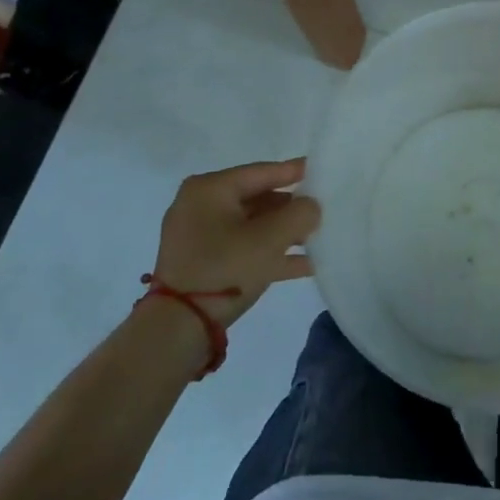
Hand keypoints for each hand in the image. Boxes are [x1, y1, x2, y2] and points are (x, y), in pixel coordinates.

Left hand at [152, 158, 320, 328]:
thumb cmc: (225, 268)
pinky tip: (304, 264)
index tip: (321, 170)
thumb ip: (300, 214)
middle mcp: (200, 206)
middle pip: (257, 199)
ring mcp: (198, 237)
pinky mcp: (200, 264)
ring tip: (317, 238)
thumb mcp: (271, 238)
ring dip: (283, 233)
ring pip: (251, 226)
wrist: (178, 329)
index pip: (261, 172)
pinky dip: (269, 254)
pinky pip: (242, 249)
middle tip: (322, 210)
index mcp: (210, 189)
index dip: (294, 171)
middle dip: (290, 208)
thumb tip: (311, 207)